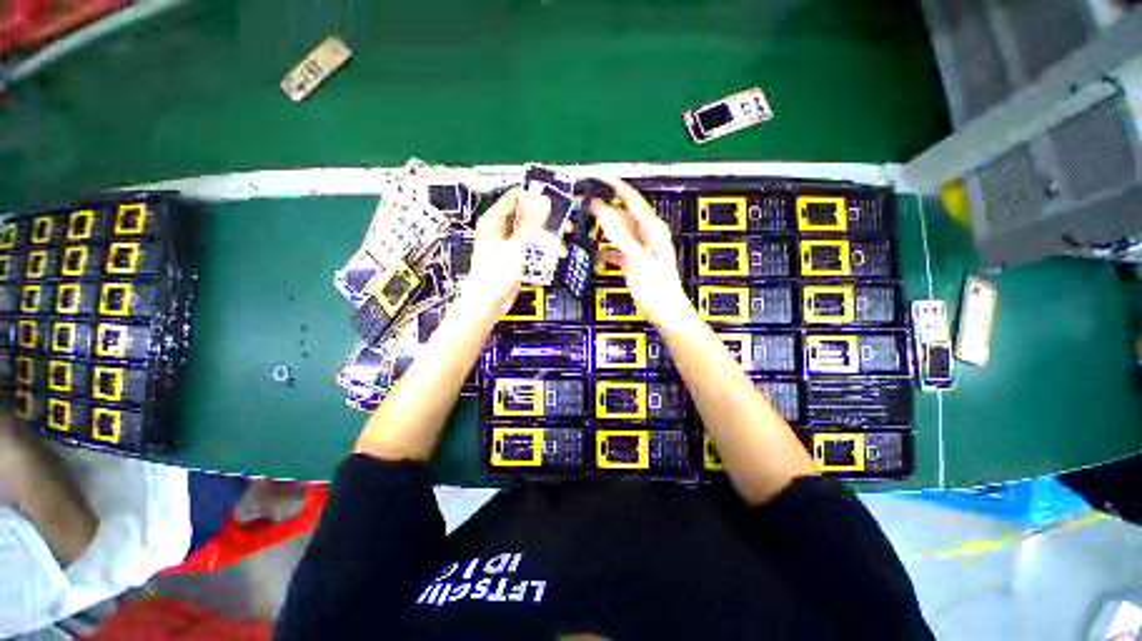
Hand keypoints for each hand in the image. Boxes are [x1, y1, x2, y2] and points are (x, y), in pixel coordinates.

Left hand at [458, 187, 547, 321]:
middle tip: (564, 224)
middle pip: (526, 214)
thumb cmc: (494, 275)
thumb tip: (542, 202)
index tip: (554, 199)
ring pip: (532, 231)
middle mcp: (500, 229)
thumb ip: (530, 224)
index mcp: (493, 221)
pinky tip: (553, 255)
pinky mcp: (516, 256)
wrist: (488, 303)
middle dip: (546, 219)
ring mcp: (509, 243)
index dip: (534, 196)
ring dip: (547, 236)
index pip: (515, 196)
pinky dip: (542, 248)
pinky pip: (532, 246)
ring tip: (560, 244)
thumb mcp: (515, 247)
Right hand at [591, 177, 694, 329]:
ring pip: (618, 231)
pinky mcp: (633, 260)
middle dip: (603, 209)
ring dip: (603, 231)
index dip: (614, 185)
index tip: (596, 176)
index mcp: (652, 228)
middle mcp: (646, 233)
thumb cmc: (656, 286)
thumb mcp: (638, 259)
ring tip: (585, 229)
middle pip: (622, 214)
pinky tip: (596, 254)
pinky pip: (617, 248)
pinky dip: (606, 249)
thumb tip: (603, 210)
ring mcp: (639, 247)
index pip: (631, 198)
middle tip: (582, 207)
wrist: (665, 312)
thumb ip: (620, 235)